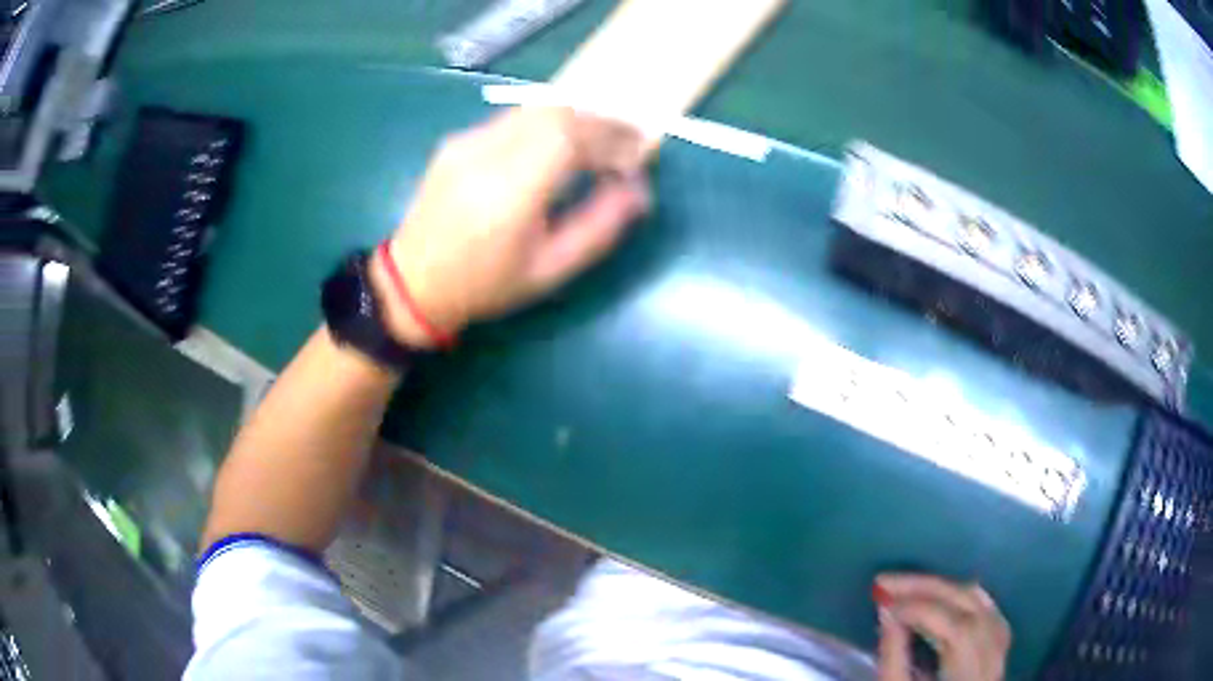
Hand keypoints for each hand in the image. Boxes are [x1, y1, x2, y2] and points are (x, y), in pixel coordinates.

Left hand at [370, 106, 650, 347]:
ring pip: (534, 108)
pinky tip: (552, 153)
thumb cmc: (485, 285)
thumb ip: (599, 227)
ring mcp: (465, 142)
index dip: (612, 135)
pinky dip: (546, 126)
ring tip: (593, 150)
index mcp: (508, 192)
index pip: (570, 134)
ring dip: (573, 121)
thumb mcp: (550, 271)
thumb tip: (639, 191)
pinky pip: (513, 119)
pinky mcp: (457, 140)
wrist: (411, 283)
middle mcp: (484, 154)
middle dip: (599, 123)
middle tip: (621, 148)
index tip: (636, 154)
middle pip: (555, 110)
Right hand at [875, 574, 1010, 680]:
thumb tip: (888, 612)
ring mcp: (1001, 657)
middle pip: (972, 609)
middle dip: (930, 589)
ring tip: (910, 587)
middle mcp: (992, 664)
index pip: (956, 630)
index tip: (883, 601)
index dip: (921, 609)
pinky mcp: (998, 654)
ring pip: (984, 606)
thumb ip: (894, 658)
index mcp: (968, 679)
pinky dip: (965, 599)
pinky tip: (945, 596)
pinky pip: (989, 614)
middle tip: (888, 582)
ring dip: (947, 590)